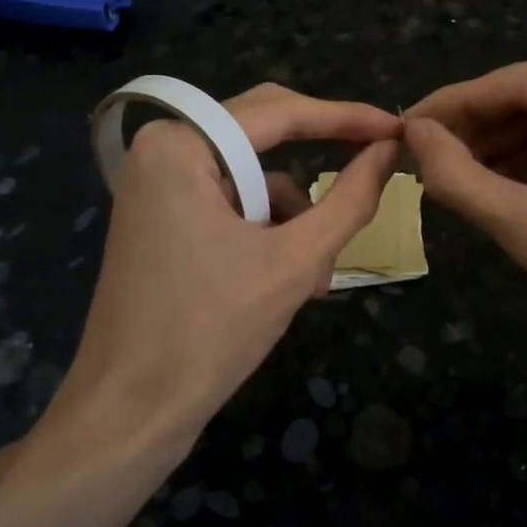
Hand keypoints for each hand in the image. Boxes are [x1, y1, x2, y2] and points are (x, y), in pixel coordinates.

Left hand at [61, 84, 400, 442]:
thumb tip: (389, 151)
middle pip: (263, 135)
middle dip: (318, 165)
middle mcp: (163, 150)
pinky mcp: (162, 216)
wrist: (128, 414)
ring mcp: (158, 184)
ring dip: (293, 219)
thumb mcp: (295, 262)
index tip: (397, 127)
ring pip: (252, 178)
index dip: (346, 117)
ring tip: (316, 276)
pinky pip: (231, 203)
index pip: (279, 112)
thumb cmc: (210, 332)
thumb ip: (349, 200)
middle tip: (376, 165)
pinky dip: (267, 233)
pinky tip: (288, 282)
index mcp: (180, 145)